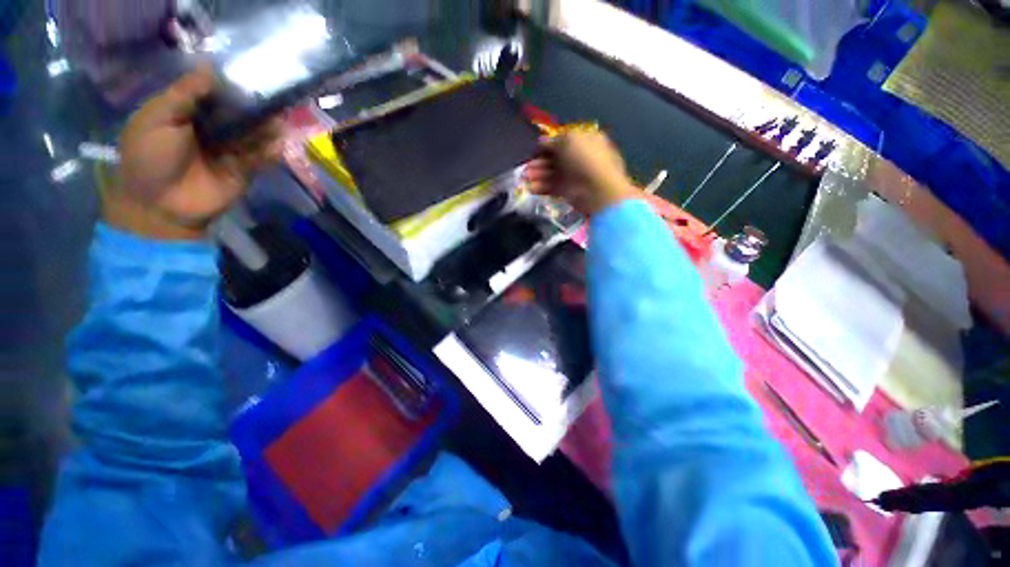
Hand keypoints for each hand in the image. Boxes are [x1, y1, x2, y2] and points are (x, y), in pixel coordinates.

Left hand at [106, 64, 282, 239]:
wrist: (159, 204)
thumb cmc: (149, 156)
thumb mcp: (158, 118)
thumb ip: (184, 94)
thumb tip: (209, 68)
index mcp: (187, 112)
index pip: (214, 93)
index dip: (230, 85)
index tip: (249, 76)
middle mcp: (211, 128)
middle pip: (238, 113)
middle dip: (254, 106)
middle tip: (273, 98)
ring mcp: (228, 150)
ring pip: (253, 134)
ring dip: (267, 128)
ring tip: (280, 120)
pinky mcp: (243, 171)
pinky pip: (260, 158)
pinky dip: (270, 152)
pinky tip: (278, 145)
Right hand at [523, 130, 639, 216]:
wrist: (597, 190)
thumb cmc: (585, 159)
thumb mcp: (568, 140)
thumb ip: (553, 141)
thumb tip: (542, 142)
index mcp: (582, 141)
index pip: (560, 142)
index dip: (546, 146)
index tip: (533, 151)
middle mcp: (576, 158)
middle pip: (553, 159)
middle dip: (538, 162)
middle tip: (526, 167)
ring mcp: (572, 176)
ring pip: (550, 174)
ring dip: (536, 175)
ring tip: (524, 178)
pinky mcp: (567, 191)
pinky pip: (551, 187)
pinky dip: (540, 187)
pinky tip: (530, 188)